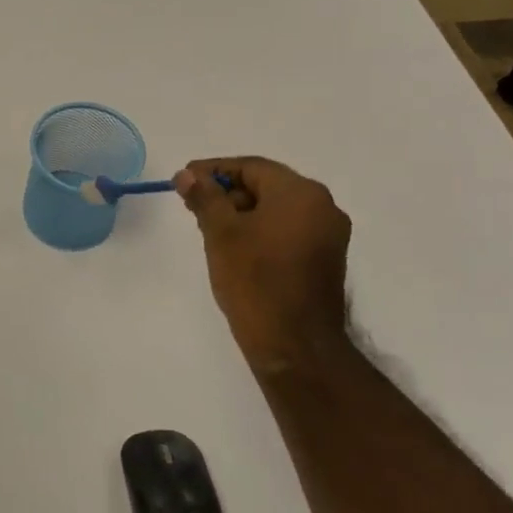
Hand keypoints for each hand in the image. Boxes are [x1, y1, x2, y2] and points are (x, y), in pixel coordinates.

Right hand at [174, 157, 352, 374]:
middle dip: (227, 193)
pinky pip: (287, 231)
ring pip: (277, 210)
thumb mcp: (221, 234)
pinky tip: (234, 247)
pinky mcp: (325, 259)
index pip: (252, 167)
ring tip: (207, 228)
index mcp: (301, 193)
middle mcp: (323, 207)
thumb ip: (204, 198)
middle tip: (192, 206)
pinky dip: (260, 231)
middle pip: (267, 186)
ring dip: (242, 213)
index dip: (214, 170)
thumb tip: (187, 175)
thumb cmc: (255, 281)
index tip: (184, 179)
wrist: (295, 344)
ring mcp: (328, 235)